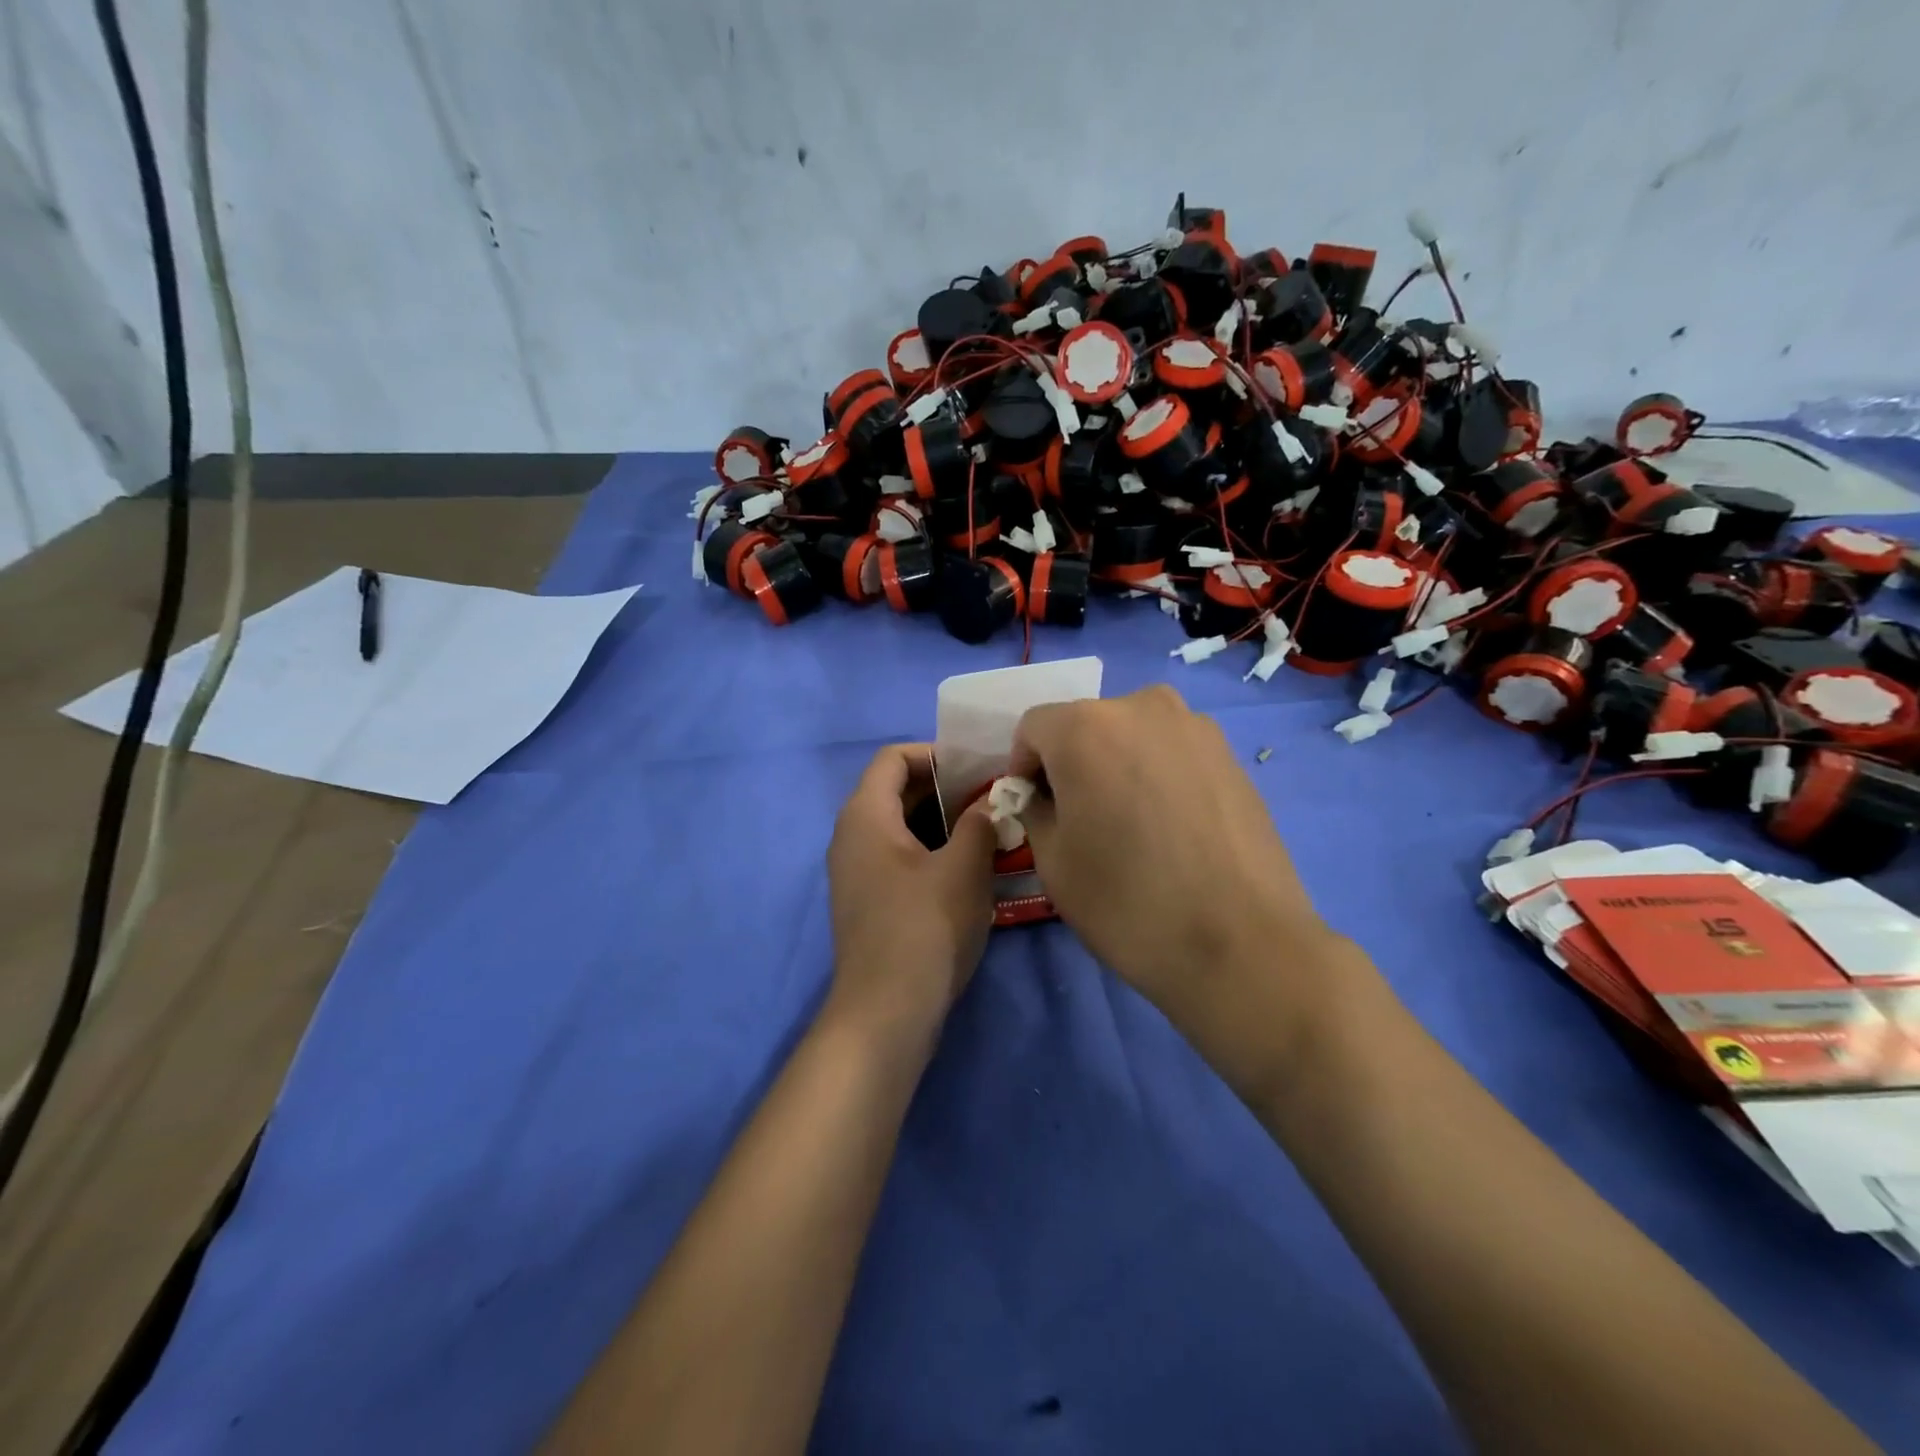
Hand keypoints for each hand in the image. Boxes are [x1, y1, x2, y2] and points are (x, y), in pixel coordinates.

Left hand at [825, 743, 997, 1048]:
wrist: (886, 1013)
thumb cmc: (925, 927)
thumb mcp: (964, 868)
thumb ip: (979, 822)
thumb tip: (991, 800)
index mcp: (865, 815)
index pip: (892, 757)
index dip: (935, 754)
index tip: (976, 770)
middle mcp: (850, 835)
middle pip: (895, 790)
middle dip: (944, 789)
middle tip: (991, 800)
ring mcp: (855, 872)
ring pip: (899, 827)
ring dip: (942, 823)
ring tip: (987, 833)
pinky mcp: (866, 901)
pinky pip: (897, 857)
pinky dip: (930, 851)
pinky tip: (967, 870)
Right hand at [1011, 687, 1378, 1079]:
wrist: (1242, 943)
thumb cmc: (1128, 901)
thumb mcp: (1052, 859)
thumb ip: (1033, 809)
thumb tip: (1042, 795)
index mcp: (1085, 727)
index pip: (1033, 729)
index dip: (1024, 769)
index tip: (1036, 812)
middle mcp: (1142, 707)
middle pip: (1085, 726)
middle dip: (1072, 764)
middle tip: (1082, 820)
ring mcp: (1196, 727)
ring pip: (1132, 736)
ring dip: (1117, 767)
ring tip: (1131, 826)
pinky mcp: (1232, 755)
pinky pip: (1172, 753)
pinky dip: (1158, 776)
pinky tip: (1171, 829)